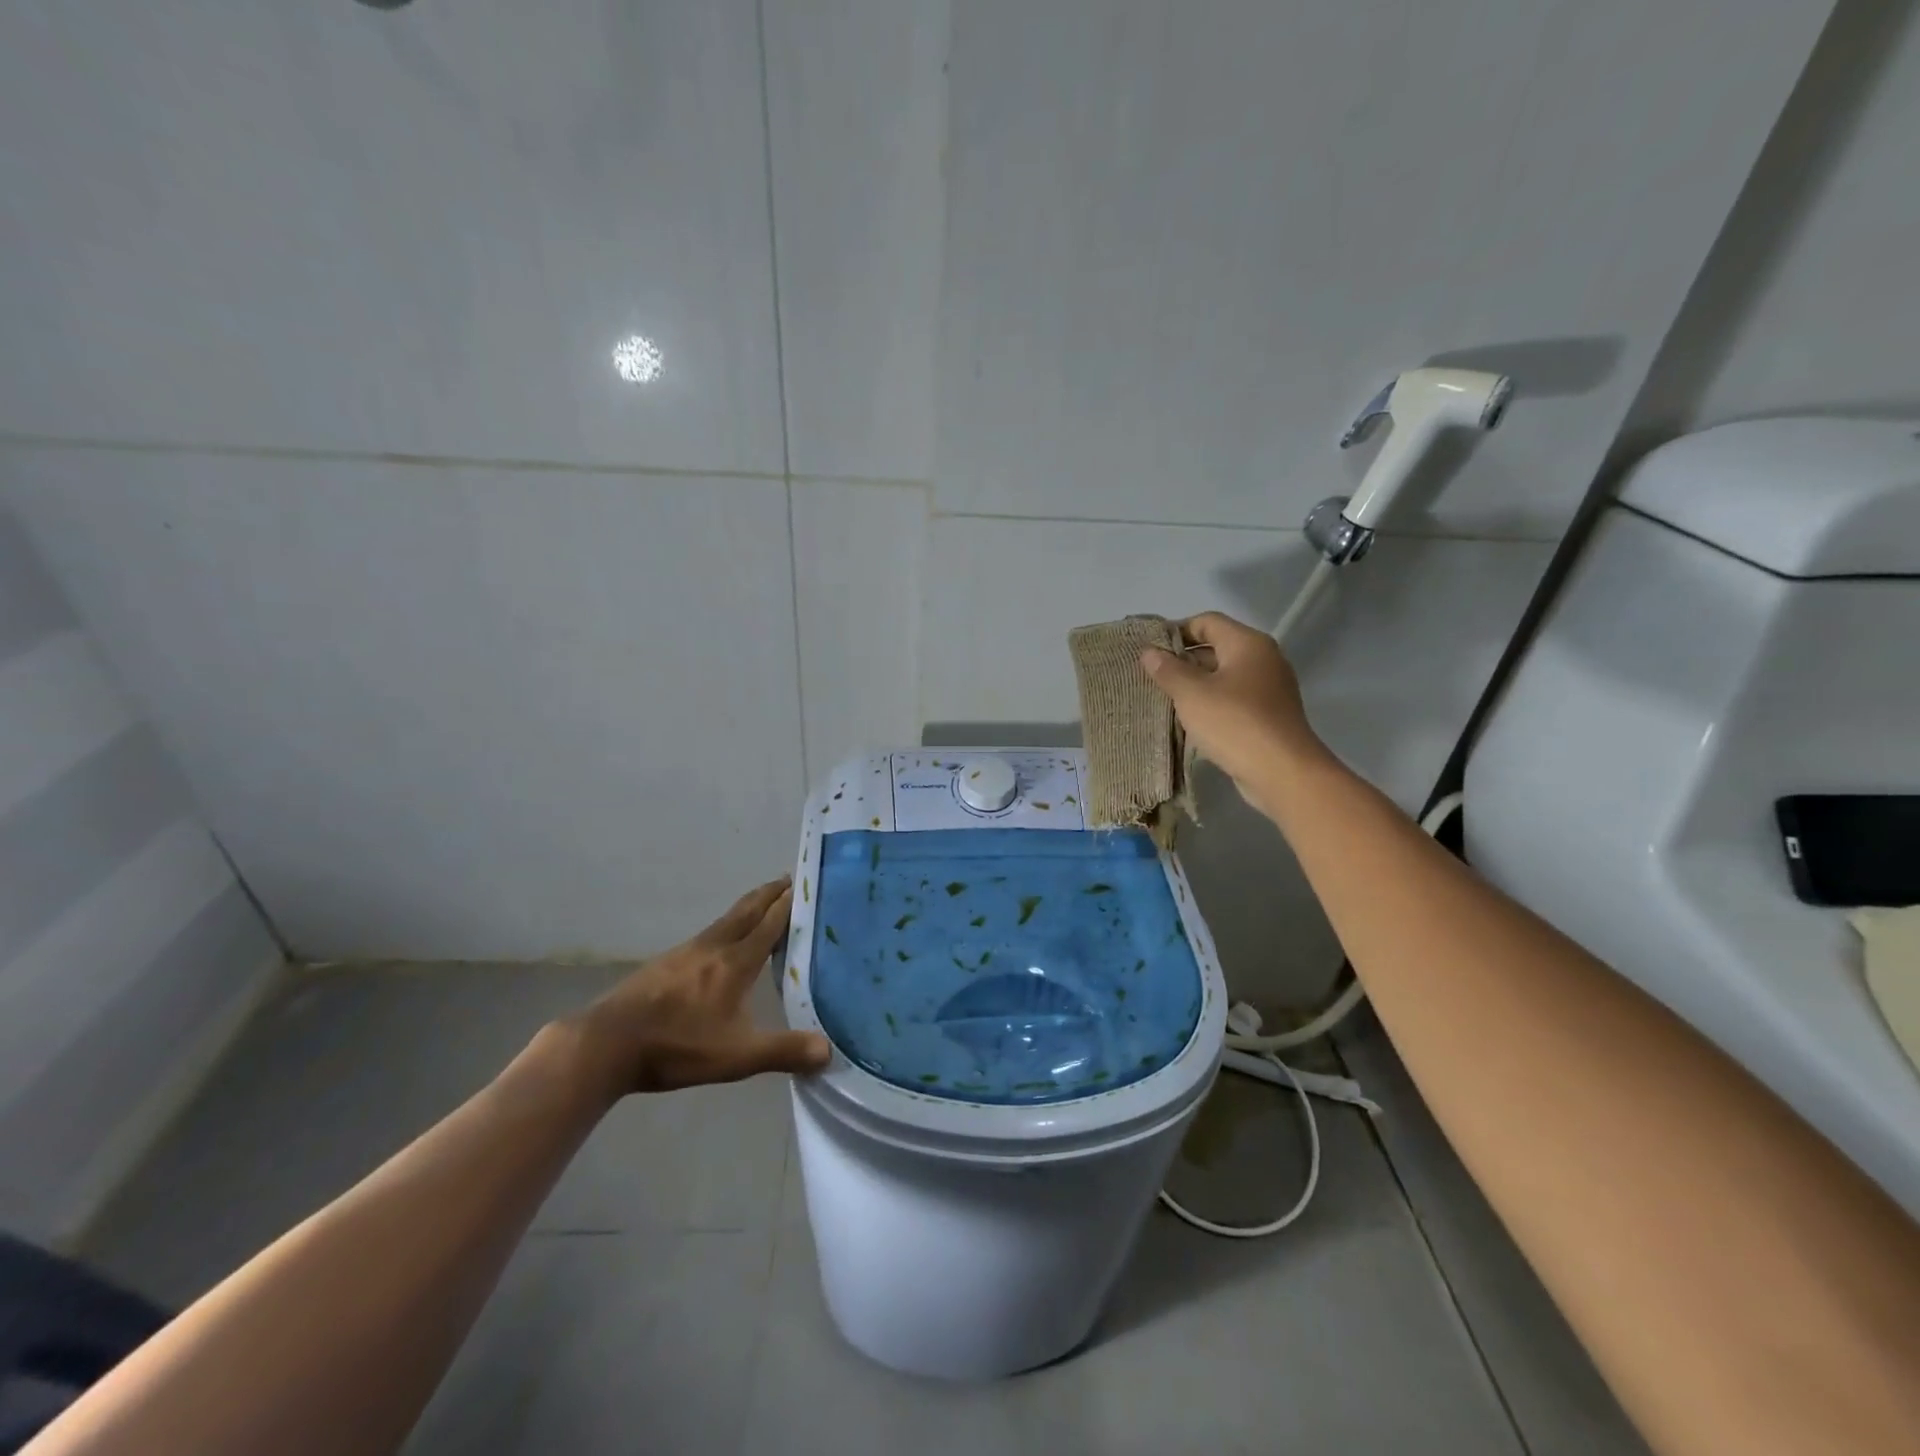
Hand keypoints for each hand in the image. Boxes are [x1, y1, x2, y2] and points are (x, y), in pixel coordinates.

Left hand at [562, 877, 830, 1099]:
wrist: (606, 1043)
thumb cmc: (677, 1045)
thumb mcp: (736, 1056)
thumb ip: (782, 1051)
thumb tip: (828, 1053)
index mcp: (735, 962)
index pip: (770, 923)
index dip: (790, 903)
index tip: (807, 883)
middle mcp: (713, 947)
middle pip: (747, 909)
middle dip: (770, 893)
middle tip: (790, 879)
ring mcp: (686, 952)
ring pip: (726, 919)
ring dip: (749, 907)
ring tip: (764, 906)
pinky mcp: (666, 963)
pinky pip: (708, 934)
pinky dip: (728, 926)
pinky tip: (723, 944)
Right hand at [1138, 611, 1328, 815]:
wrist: (1282, 772)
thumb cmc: (1234, 723)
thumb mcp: (1191, 694)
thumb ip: (1167, 670)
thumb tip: (1149, 652)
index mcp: (1248, 643)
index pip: (1207, 622)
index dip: (1176, 631)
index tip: (1149, 650)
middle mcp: (1263, 659)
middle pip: (1216, 648)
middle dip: (1183, 660)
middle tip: (1152, 677)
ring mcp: (1269, 688)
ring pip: (1224, 676)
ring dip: (1195, 685)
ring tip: (1165, 699)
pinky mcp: (1268, 715)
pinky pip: (1233, 699)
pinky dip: (1211, 704)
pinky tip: (1190, 721)